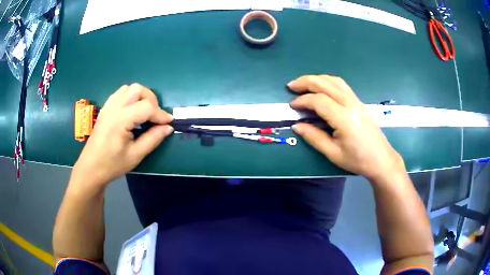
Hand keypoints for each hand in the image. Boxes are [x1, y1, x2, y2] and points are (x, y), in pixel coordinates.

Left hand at [72, 83, 173, 187]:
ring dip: (141, 96)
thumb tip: (168, 127)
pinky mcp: (105, 108)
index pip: (146, 107)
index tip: (169, 123)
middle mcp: (113, 108)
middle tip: (155, 117)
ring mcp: (108, 106)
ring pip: (129, 88)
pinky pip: (120, 93)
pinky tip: (132, 110)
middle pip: (138, 90)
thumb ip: (153, 139)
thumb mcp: (135, 155)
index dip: (160, 114)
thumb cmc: (112, 164)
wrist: (91, 167)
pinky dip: (131, 97)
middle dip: (151, 100)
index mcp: (120, 120)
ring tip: (145, 112)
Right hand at [288, 75, 404, 180]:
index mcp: (344, 118)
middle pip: (325, 83)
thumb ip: (314, 137)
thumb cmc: (358, 160)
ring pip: (334, 81)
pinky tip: (322, 88)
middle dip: (306, 82)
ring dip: (317, 79)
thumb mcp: (333, 153)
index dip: (303, 101)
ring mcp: (356, 101)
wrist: (381, 159)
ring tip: (304, 84)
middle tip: (291, 86)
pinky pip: (341, 85)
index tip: (292, 106)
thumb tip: (296, 126)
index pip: (319, 101)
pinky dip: (328, 82)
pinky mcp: (359, 102)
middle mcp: (350, 104)